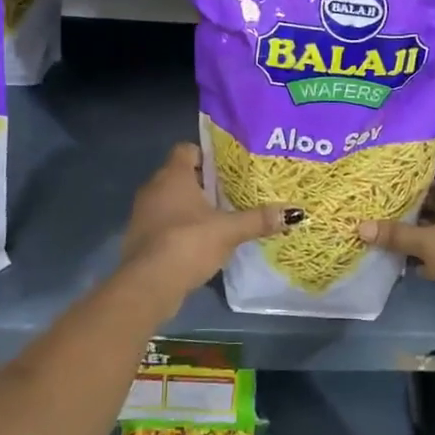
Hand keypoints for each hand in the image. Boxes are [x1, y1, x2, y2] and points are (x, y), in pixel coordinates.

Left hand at [118, 143, 300, 311]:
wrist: (148, 284)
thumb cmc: (188, 242)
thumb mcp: (229, 230)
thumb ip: (259, 219)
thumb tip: (295, 211)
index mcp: (173, 175)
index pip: (187, 149)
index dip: (207, 156)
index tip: (228, 169)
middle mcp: (153, 187)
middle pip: (181, 175)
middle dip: (204, 184)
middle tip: (232, 194)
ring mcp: (143, 213)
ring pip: (171, 201)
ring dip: (191, 208)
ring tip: (220, 219)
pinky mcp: (139, 238)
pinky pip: (164, 223)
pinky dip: (180, 228)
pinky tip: (200, 243)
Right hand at [357, 156, 434, 333]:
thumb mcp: (428, 243)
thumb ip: (396, 234)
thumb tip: (361, 227)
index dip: (424, 163)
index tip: (398, 168)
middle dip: (418, 196)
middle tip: (389, 195)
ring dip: (424, 222)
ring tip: (394, 222)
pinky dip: (433, 245)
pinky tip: (409, 256)